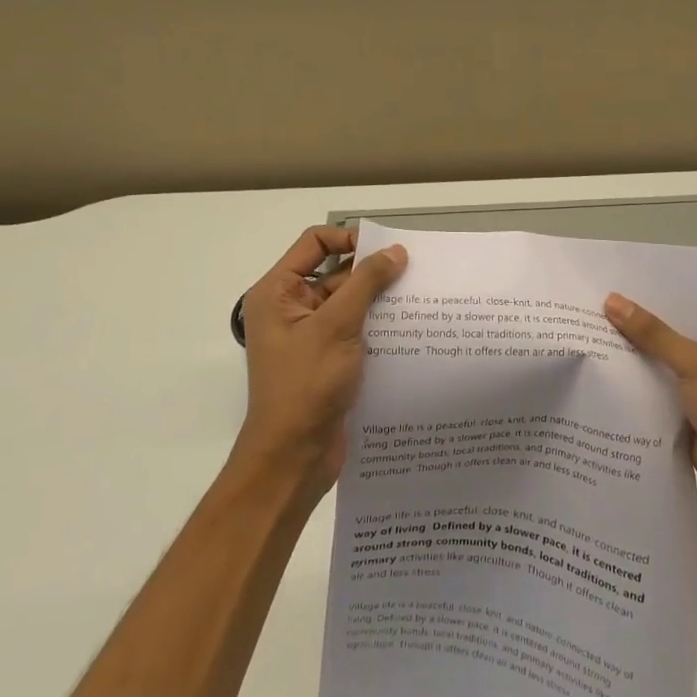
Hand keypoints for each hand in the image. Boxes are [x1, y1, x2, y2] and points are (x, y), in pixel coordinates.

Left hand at [234, 226, 407, 499]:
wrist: (293, 458)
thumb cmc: (306, 385)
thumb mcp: (337, 326)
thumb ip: (366, 283)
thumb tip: (395, 251)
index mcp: (278, 293)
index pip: (314, 243)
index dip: (348, 238)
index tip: (385, 250)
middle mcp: (290, 308)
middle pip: (334, 271)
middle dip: (371, 271)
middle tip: (413, 272)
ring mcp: (309, 336)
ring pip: (349, 302)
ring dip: (378, 300)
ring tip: (418, 298)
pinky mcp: (327, 359)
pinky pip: (354, 329)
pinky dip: (377, 325)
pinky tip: (410, 328)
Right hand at [604, 296, 696, 526]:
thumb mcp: (696, 365)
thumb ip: (653, 335)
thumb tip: (612, 301)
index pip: (683, 303)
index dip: (647, 296)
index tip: (607, 286)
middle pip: (667, 333)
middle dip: (632, 327)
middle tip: (585, 310)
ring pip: (658, 363)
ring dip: (629, 359)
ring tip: (583, 338)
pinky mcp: (687, 412)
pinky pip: (655, 392)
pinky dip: (633, 388)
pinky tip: (597, 377)